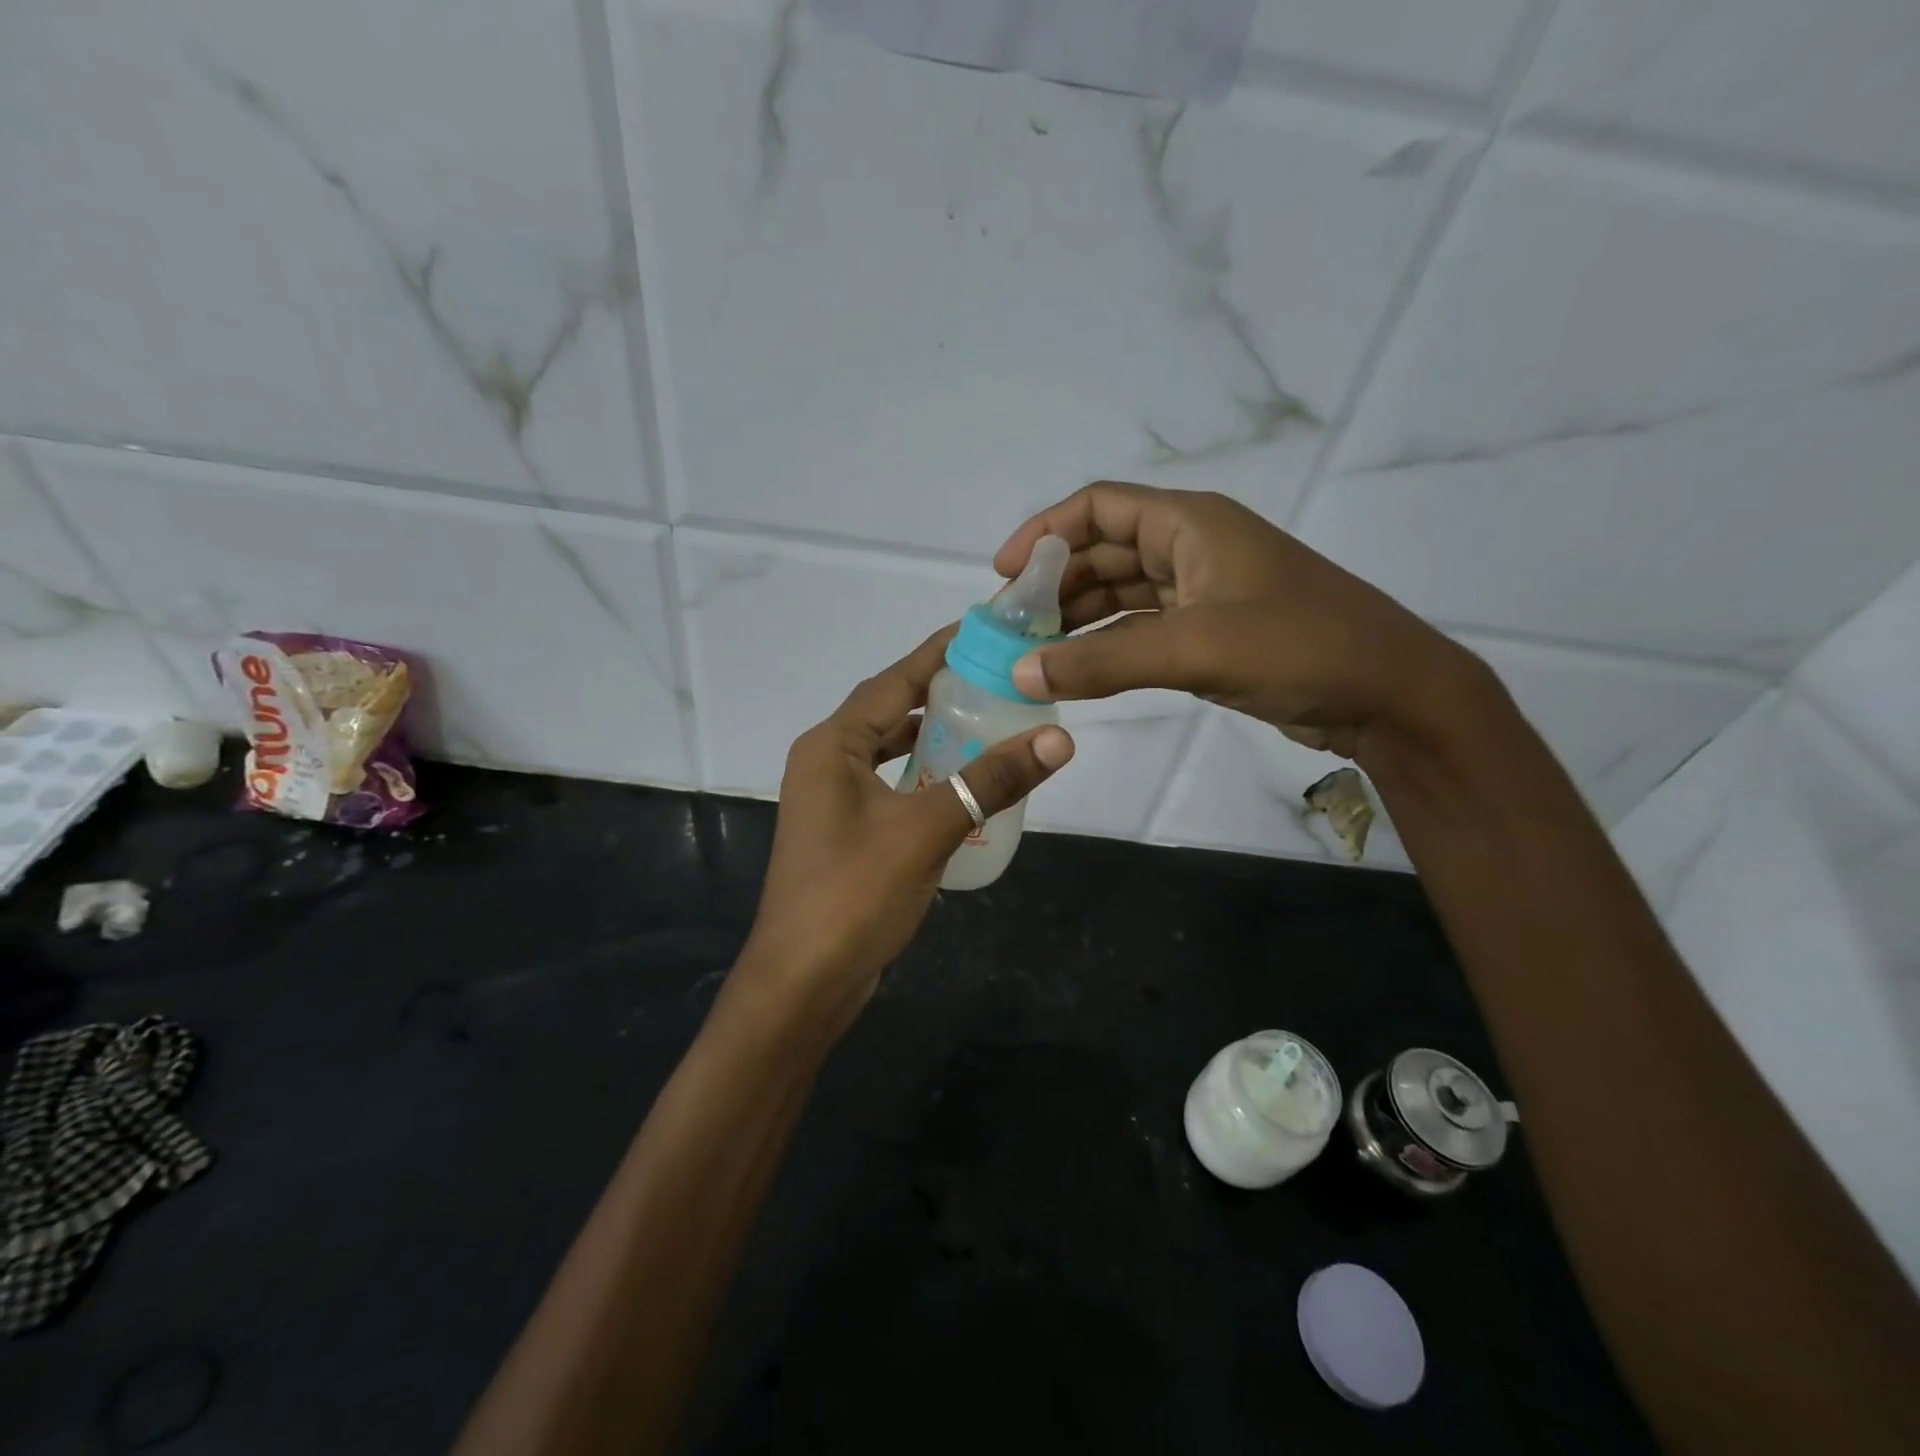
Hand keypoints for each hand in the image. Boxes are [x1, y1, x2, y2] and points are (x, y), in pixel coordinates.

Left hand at [733, 627, 1073, 1032]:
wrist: (803, 982)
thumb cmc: (855, 893)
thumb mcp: (928, 829)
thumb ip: (990, 781)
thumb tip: (1058, 740)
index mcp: (831, 745)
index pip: (892, 682)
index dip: (937, 655)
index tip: (982, 631)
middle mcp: (825, 763)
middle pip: (888, 713)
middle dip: (940, 696)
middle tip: (998, 682)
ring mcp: (831, 801)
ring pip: (889, 753)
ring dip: (932, 740)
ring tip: (987, 726)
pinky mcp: (843, 834)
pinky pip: (889, 788)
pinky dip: (923, 779)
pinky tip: (960, 787)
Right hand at [994, 483, 1478, 759]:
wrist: (1390, 695)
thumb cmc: (1299, 647)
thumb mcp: (1193, 648)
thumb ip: (1102, 660)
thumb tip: (1018, 674)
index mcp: (1191, 523)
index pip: (1098, 507)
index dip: (1044, 532)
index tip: (1003, 574)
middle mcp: (1192, 548)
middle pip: (1102, 552)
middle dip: (1053, 585)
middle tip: (1008, 629)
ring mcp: (1202, 592)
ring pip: (1119, 594)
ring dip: (1075, 618)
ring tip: (1030, 652)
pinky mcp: (1210, 634)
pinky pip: (1140, 629)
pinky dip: (1106, 645)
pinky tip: (1075, 669)